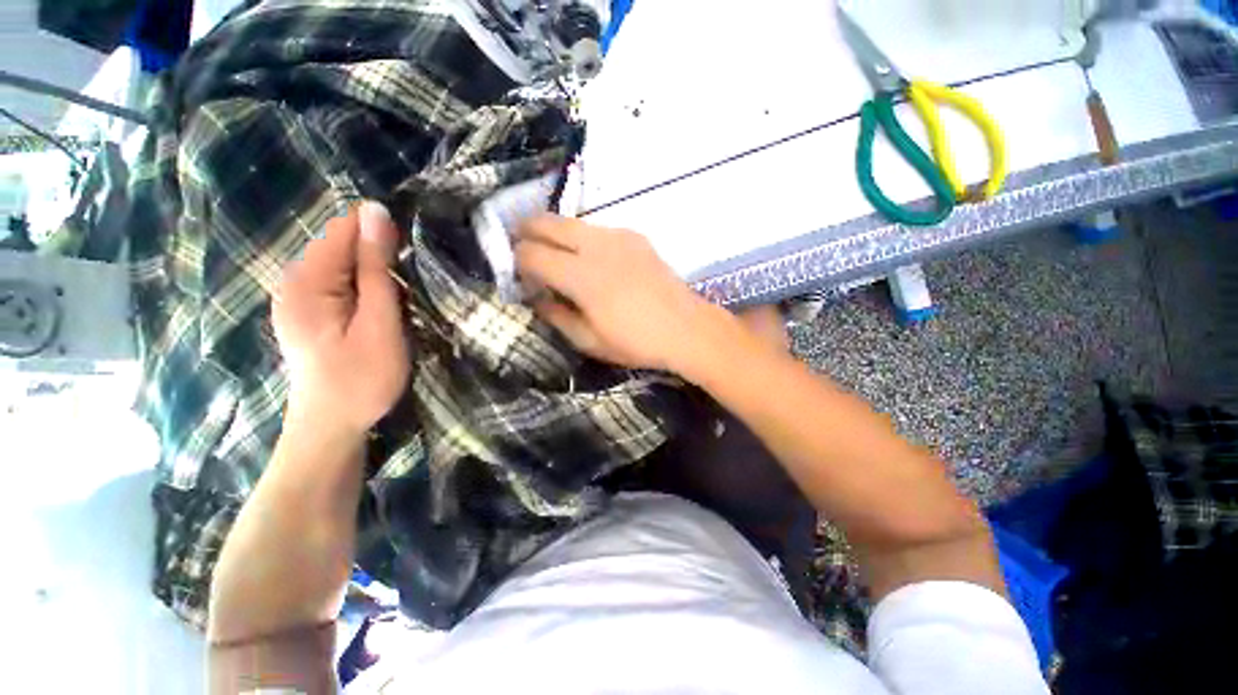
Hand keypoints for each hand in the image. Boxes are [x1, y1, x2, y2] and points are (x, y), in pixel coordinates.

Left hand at [273, 202, 409, 438]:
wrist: (332, 427)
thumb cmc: (362, 379)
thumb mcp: (379, 323)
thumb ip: (376, 269)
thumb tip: (375, 212)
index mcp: (308, 281)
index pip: (344, 229)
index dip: (382, 233)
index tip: (415, 253)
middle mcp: (295, 281)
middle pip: (343, 245)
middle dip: (381, 256)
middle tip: (412, 286)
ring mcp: (300, 297)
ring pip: (346, 264)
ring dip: (377, 274)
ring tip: (403, 299)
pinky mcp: (311, 311)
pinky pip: (343, 283)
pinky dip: (367, 288)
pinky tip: (385, 308)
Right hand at [514, 215, 721, 371]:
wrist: (686, 329)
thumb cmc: (636, 342)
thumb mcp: (588, 341)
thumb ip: (555, 315)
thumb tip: (536, 297)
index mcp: (582, 276)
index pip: (532, 253)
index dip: (516, 261)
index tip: (518, 274)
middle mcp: (596, 245)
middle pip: (547, 222)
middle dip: (526, 231)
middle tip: (521, 249)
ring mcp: (618, 236)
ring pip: (572, 222)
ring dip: (555, 234)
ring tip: (556, 255)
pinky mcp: (635, 236)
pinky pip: (597, 229)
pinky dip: (582, 238)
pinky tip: (592, 260)